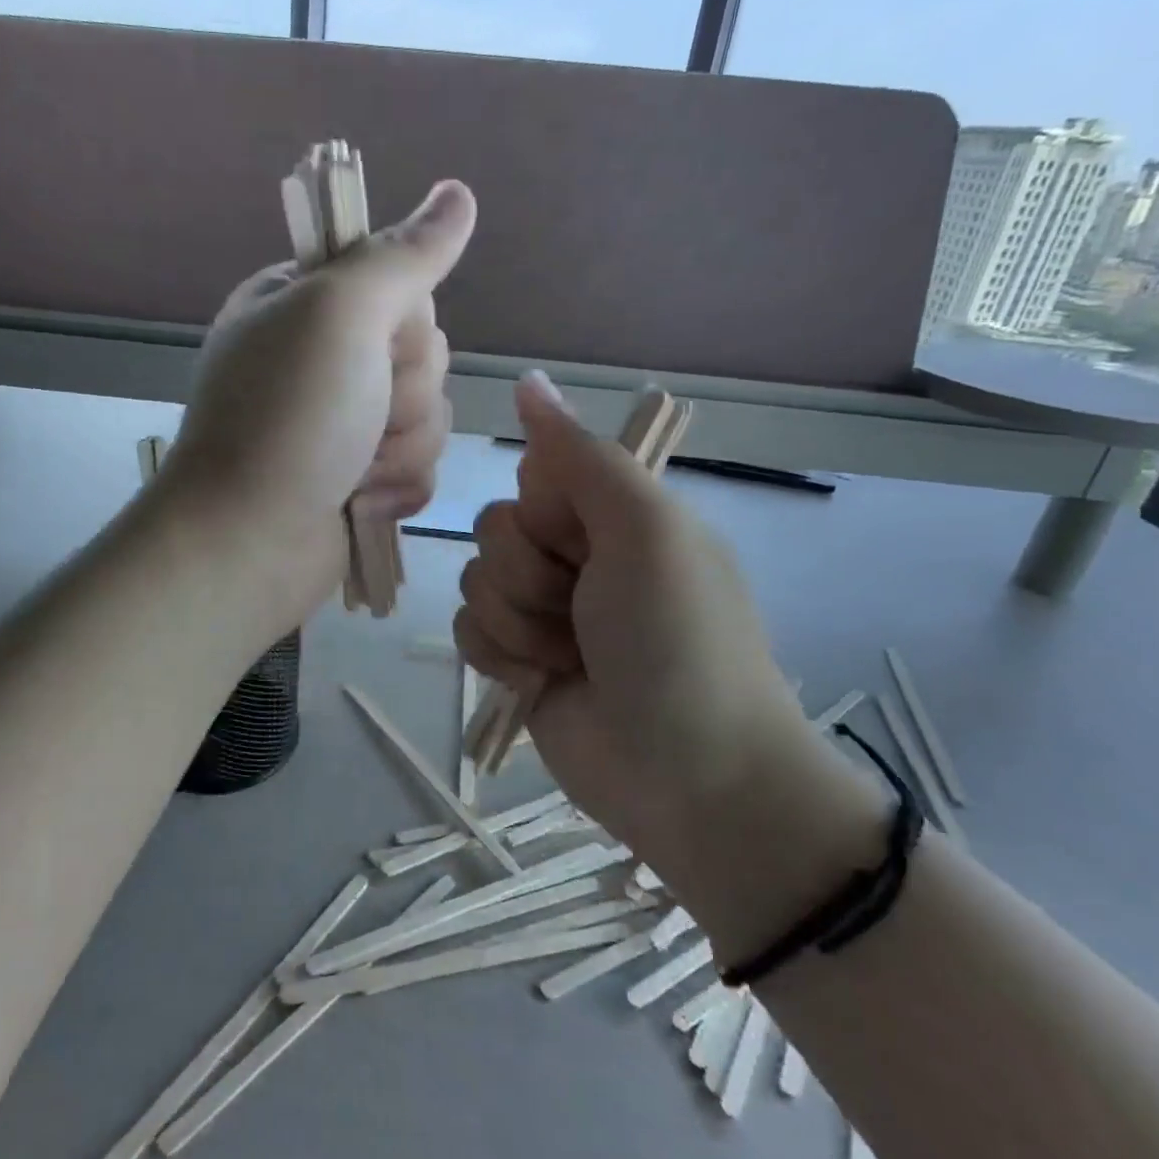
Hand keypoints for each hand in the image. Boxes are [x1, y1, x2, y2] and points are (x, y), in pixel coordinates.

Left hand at [162, 180, 476, 625]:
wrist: (248, 542)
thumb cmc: (289, 419)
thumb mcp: (341, 315)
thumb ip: (404, 255)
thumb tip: (459, 192)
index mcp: (306, 303)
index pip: (402, 283)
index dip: (405, 320)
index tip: (373, 344)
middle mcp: (325, 356)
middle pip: (425, 352)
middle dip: (404, 393)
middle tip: (357, 415)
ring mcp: (343, 420)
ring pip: (430, 413)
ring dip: (402, 447)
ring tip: (354, 470)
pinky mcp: (361, 475)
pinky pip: (421, 464)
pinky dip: (399, 486)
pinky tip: (361, 501)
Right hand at [453, 373, 808, 864]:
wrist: (692, 778)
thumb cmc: (676, 640)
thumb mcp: (643, 529)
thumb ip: (578, 456)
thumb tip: (527, 380)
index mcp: (614, 516)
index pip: (533, 477)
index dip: (545, 513)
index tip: (583, 544)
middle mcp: (577, 557)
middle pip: (493, 530)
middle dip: (528, 575)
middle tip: (583, 613)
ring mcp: (544, 613)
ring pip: (475, 582)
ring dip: (517, 623)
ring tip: (569, 659)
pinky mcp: (516, 662)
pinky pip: (466, 632)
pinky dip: (499, 657)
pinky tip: (539, 682)